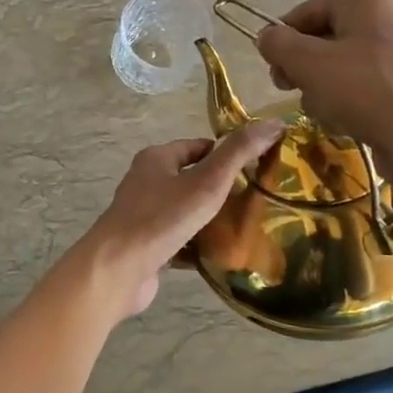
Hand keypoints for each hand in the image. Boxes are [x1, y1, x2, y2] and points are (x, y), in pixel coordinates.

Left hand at [79, 120, 284, 318]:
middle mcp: (146, 183)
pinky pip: (180, 242)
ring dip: (211, 221)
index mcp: (156, 159)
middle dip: (222, 190)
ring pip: (186, 213)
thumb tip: (273, 123)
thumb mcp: (207, 181)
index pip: (197, 147)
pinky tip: (223, 257)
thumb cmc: (162, 218)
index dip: (226, 155)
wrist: (118, 269)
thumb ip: (239, 153)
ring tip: (247, 229)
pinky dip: (199, 247)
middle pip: (191, 180)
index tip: (257, 168)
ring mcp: (144, 217)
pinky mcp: (146, 247)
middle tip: (257, 201)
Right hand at [254, 0, 392, 159]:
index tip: (276, 76)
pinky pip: (360, 85)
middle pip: (320, 39)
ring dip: (322, 91)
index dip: (282, 45)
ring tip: (329, 112)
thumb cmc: (364, 90)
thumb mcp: (308, 63)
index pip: (302, 14)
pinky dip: (347, 102)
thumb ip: (278, 44)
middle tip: (296, 93)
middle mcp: (385, 13)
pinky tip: (348, 121)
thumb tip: (265, 37)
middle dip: (304, 70)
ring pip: (337, 67)